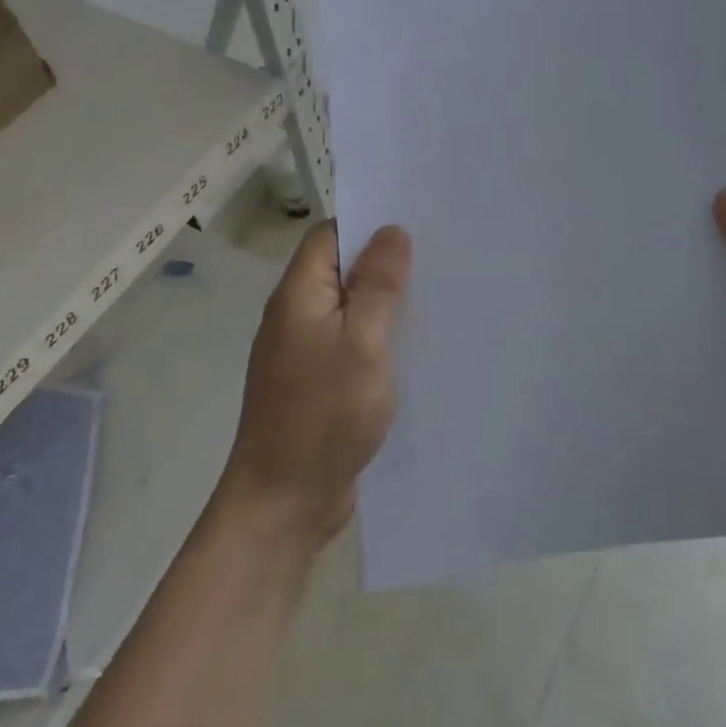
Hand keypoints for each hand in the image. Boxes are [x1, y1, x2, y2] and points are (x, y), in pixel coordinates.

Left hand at [218, 220, 410, 545]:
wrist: (284, 502)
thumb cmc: (324, 415)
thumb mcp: (363, 343)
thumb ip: (378, 285)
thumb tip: (392, 230)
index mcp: (299, 295)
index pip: (330, 235)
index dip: (370, 224)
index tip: (418, 225)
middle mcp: (298, 316)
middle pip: (342, 270)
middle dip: (386, 263)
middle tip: (441, 259)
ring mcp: (307, 352)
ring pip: (351, 309)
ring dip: (387, 303)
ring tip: (439, 298)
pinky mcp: (320, 383)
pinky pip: (353, 344)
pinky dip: (381, 339)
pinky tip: (416, 348)